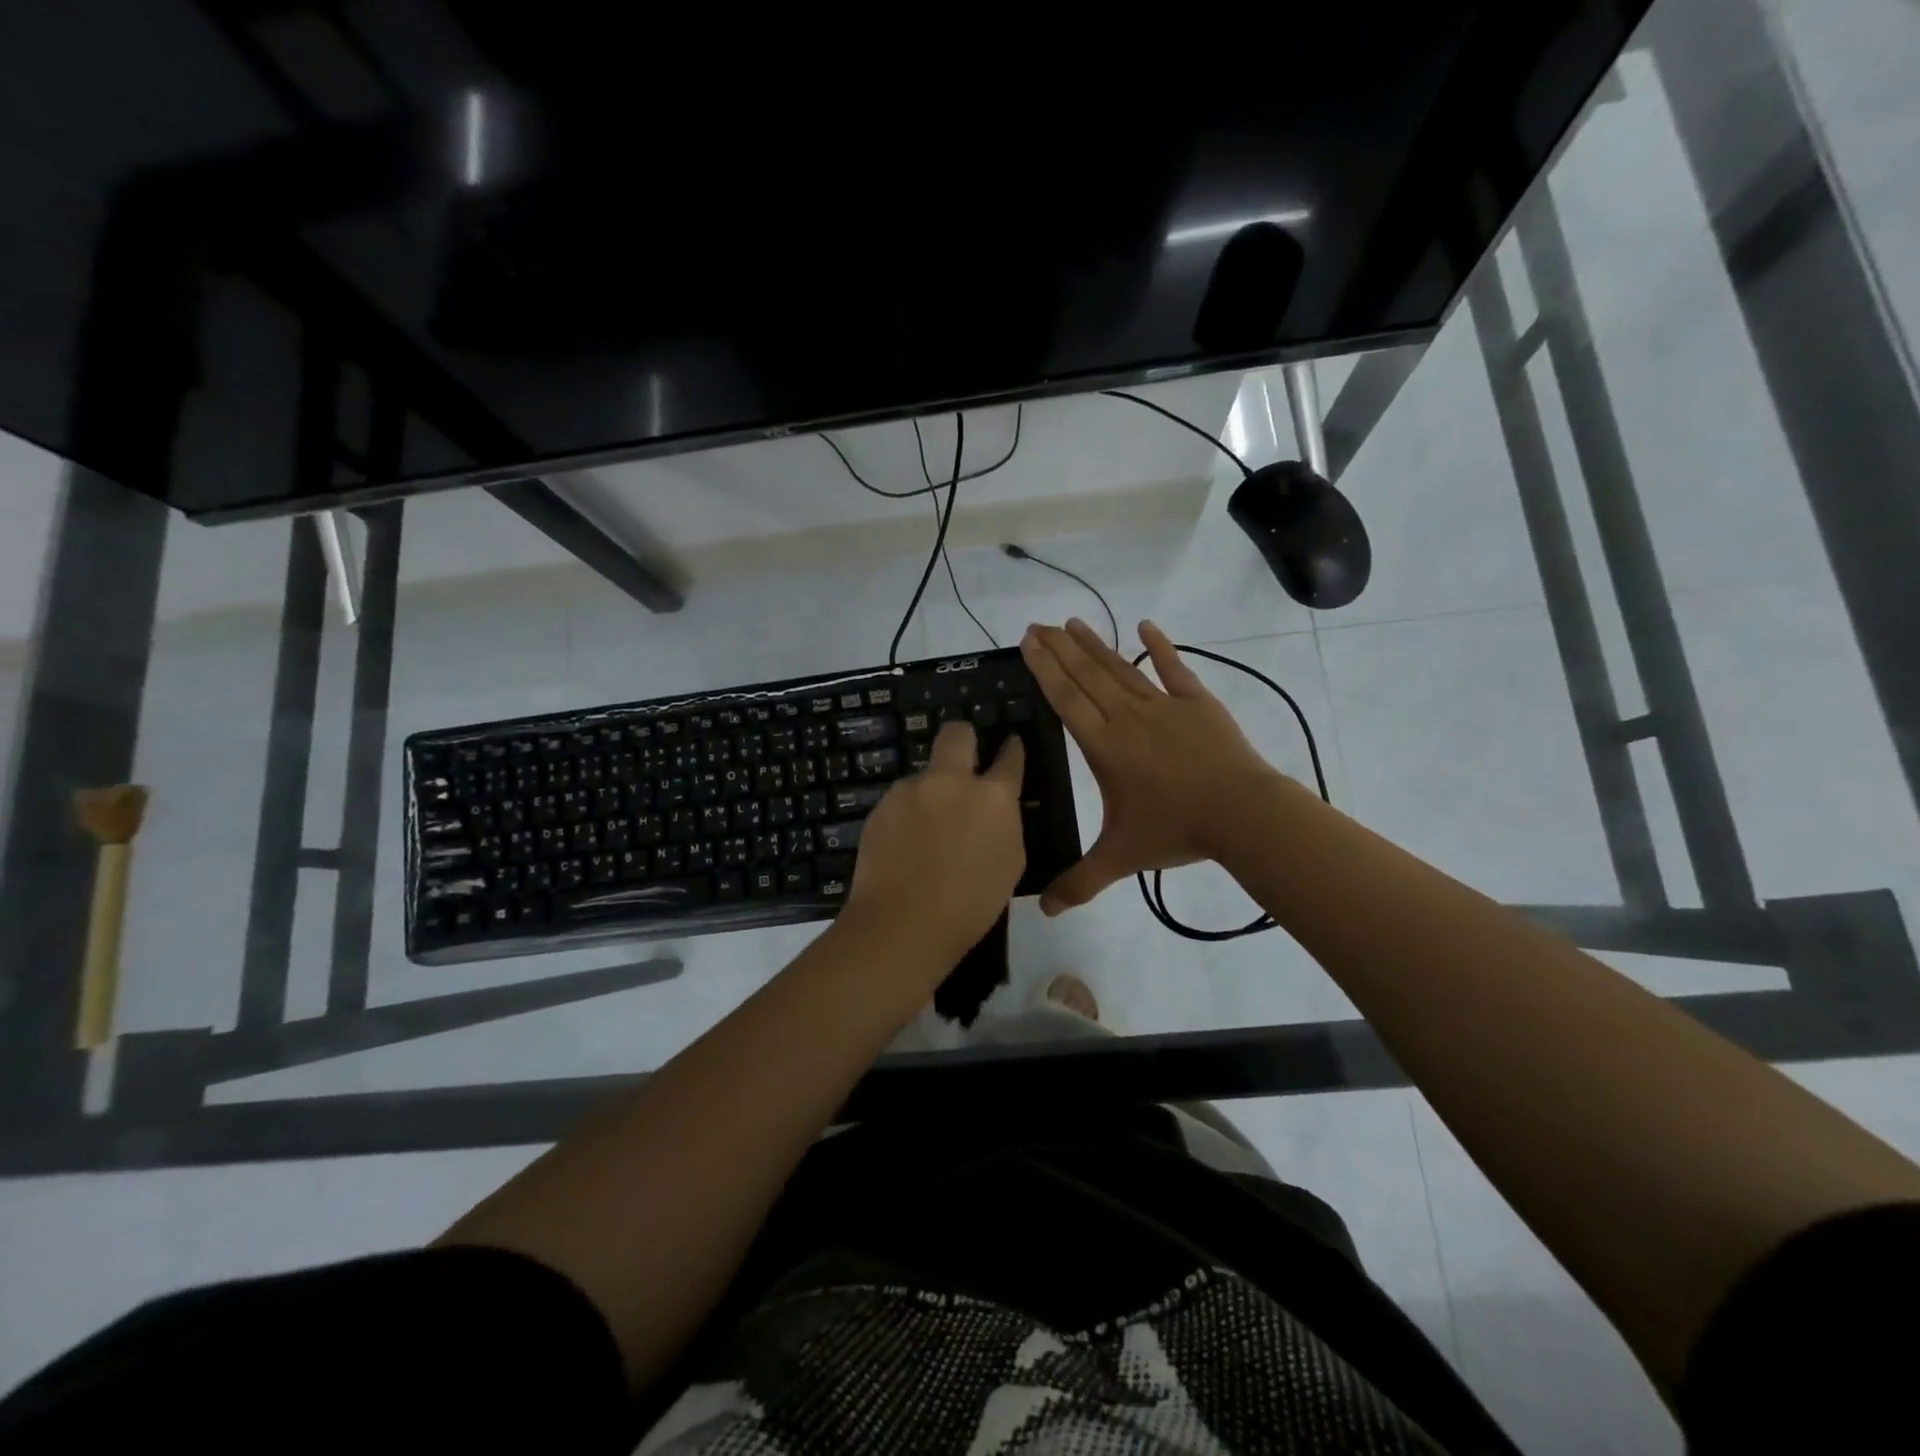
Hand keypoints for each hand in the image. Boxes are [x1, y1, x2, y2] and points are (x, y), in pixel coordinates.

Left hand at [843, 722, 1025, 967]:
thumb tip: (995, 810)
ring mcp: (912, 789)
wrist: (903, 924)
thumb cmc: (970, 905)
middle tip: (964, 761)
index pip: (1010, 756)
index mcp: (993, 797)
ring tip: (927, 830)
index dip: (1012, 748)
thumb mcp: (1009, 863)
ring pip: (926, 773)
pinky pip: (902, 799)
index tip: (1010, 745)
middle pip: (957, 733)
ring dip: (932, 790)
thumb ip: (1004, 824)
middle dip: (964, 739)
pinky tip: (905, 843)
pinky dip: (908, 813)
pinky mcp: (882, 804)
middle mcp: (952, 781)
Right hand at [1020, 618, 1282, 913]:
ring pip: (1121, 668)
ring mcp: (1164, 705)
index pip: (1066, 699)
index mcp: (1105, 746)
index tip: (1028, 642)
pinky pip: (1174, 669)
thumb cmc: (1177, 830)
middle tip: (1037, 624)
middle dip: (1059, 649)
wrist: (1243, 814)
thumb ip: (1081, 881)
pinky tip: (1146, 625)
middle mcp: (1128, 717)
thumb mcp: (1122, 857)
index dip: (1045, 669)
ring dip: (1095, 645)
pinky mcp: (1198, 703)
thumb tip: (1043, 911)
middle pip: (1087, 676)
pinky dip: (1160, 647)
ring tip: (1072, 622)